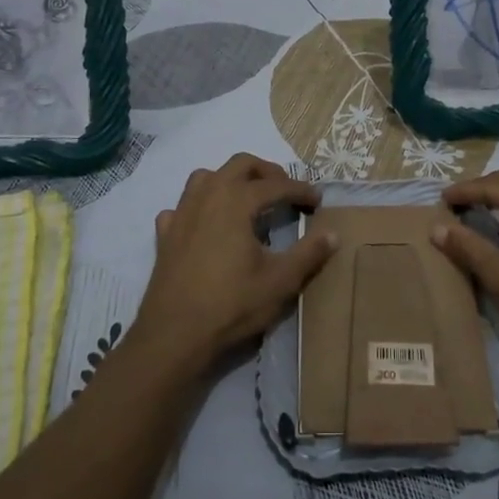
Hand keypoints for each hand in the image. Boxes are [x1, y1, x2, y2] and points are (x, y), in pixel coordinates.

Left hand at [131, 154, 335, 374]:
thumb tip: (333, 234)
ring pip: (206, 177)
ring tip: (246, 200)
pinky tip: (206, 225)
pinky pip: (182, 207)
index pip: (276, 185)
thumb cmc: (232, 303)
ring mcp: (182, 212)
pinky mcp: (165, 234)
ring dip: (230, 180)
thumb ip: (309, 253)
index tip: (317, 200)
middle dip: (267, 172)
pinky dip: (198, 207)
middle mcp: (208, 195)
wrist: (175, 333)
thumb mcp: (280, 281)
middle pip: (240, 164)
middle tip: (285, 190)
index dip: (301, 190)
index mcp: (237, 201)